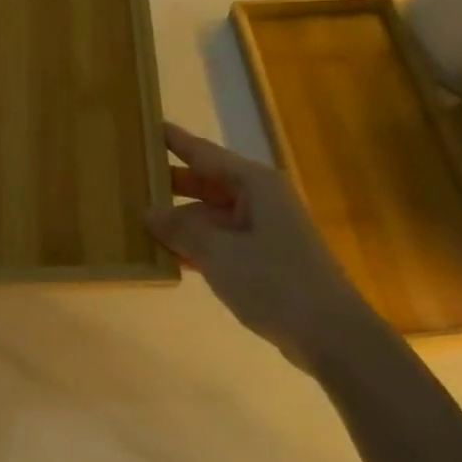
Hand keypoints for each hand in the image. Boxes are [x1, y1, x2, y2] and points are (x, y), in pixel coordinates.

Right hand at [147, 123, 367, 361]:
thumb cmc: (276, 281)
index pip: (205, 153)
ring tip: (136, 216)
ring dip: (179, 219)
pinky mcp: (262, 260)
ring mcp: (262, 231)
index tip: (146, 126)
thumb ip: (181, 229)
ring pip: (210, 215)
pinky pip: (219, 241)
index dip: (175, 141)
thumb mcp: (220, 253)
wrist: (332, 336)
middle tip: (129, 177)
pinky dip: (195, 245)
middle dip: (170, 182)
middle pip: (206, 183)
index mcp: (254, 184)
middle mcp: (259, 199)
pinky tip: (165, 254)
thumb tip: (148, 211)